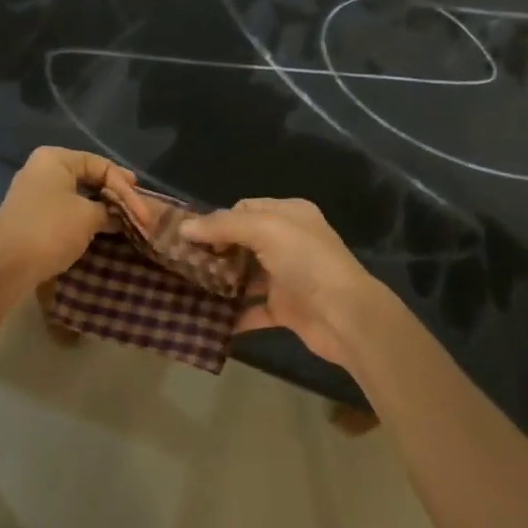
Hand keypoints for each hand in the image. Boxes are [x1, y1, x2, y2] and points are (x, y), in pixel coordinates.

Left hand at [0, 146, 127, 288]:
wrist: (4, 266)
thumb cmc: (50, 230)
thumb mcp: (88, 217)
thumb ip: (110, 210)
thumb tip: (119, 215)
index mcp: (55, 159)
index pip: (101, 165)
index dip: (125, 187)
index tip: (144, 210)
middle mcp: (42, 169)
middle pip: (89, 177)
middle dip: (115, 196)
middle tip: (138, 212)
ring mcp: (33, 193)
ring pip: (77, 195)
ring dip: (101, 208)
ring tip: (123, 221)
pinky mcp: (30, 216)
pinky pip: (65, 209)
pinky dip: (84, 217)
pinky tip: (99, 229)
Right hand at [182, 198, 395, 368]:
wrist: (345, 316)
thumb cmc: (307, 261)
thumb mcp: (265, 229)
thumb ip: (223, 226)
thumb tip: (184, 227)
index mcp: (289, 214)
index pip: (244, 209)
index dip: (216, 220)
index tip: (187, 236)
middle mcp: (289, 242)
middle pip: (242, 242)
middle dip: (214, 251)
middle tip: (181, 262)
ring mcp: (287, 276)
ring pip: (245, 275)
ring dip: (221, 282)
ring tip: (186, 288)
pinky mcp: (285, 308)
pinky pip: (252, 309)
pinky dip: (233, 315)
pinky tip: (207, 318)